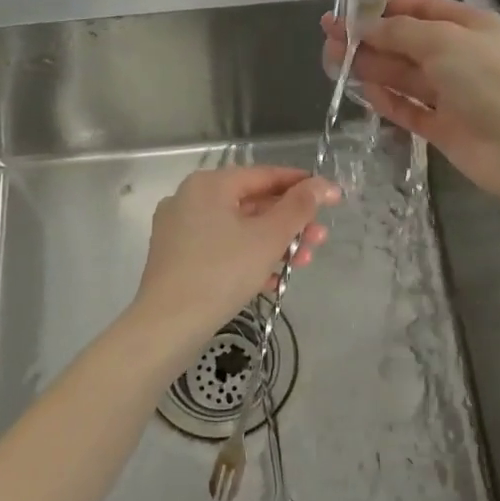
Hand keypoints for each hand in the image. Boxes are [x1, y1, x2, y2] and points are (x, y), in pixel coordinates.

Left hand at [134, 166, 338, 335]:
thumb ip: (299, 207)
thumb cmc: (222, 272)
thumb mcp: (268, 237)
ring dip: (274, 244)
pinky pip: (222, 249)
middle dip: (290, 223)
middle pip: (252, 203)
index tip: (331, 197)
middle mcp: (190, 199)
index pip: (265, 175)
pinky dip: (249, 258)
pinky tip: (273, 280)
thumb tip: (323, 184)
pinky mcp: (177, 258)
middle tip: (320, 239)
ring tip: (302, 263)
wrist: (168, 325)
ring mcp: (180, 229)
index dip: (302, 185)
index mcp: (209, 184)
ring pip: (238, 229)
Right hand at [321, 0, 499, 202]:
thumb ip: (400, 31)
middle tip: (328, 37)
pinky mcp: (443, 128)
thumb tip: (364, 25)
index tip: (349, 9)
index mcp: (469, 26)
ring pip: (404, 76)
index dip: (385, 6)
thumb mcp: (444, 40)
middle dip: (369, 37)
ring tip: (333, 62)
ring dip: (371, 67)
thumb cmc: (488, 78)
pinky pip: (410, 110)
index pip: (422, 8)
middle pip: (406, 43)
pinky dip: (388, 101)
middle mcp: (460, 57)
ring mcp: (452, 95)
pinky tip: (364, 93)